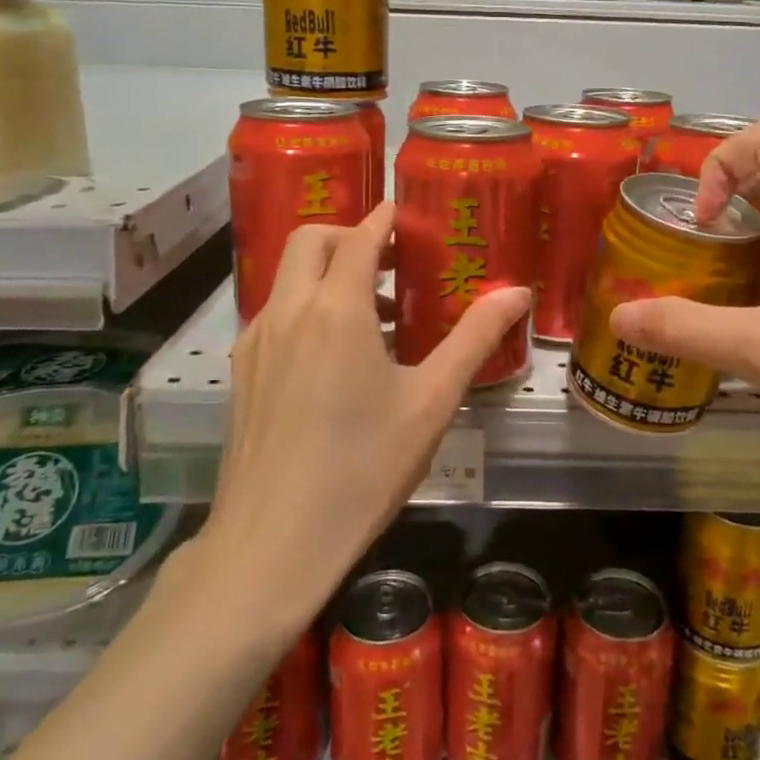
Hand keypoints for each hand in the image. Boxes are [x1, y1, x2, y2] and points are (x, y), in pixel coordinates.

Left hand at [198, 200, 530, 631]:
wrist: (272, 544)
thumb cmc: (363, 468)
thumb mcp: (431, 402)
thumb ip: (475, 338)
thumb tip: (518, 292)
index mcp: (335, 308)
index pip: (359, 236)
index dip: (384, 218)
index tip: (406, 214)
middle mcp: (287, 311)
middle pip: (309, 240)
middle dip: (348, 235)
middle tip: (391, 260)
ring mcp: (255, 341)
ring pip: (288, 277)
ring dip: (327, 273)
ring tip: (374, 314)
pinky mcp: (241, 373)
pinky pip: (276, 314)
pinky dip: (307, 307)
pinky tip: (337, 358)